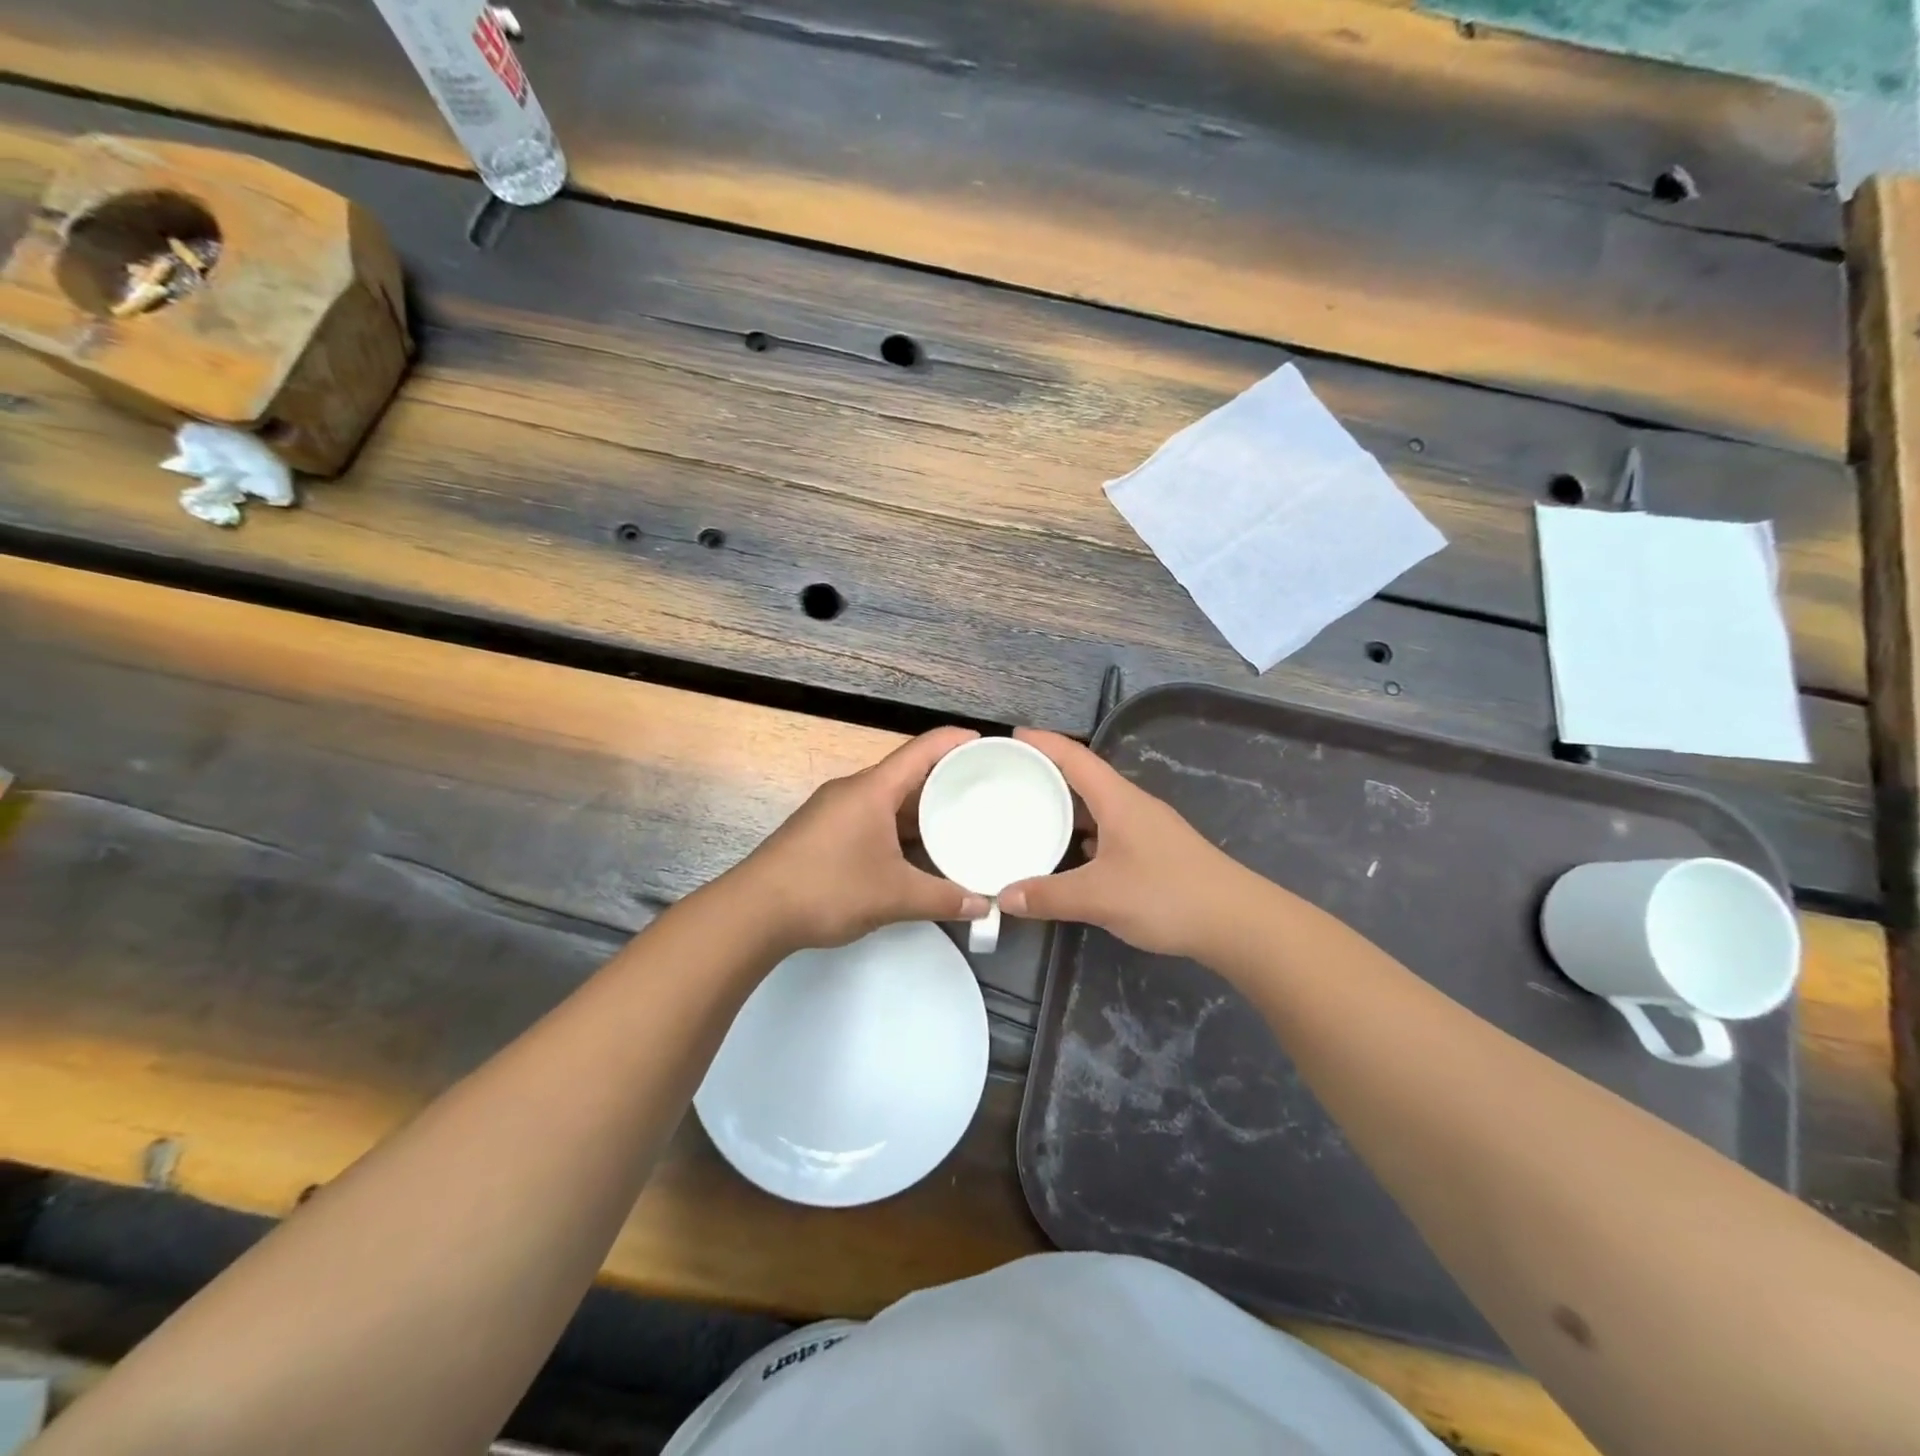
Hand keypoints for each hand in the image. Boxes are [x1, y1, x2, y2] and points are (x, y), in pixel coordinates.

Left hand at [735, 727, 989, 951]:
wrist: (754, 912)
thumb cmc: (829, 888)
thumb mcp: (894, 895)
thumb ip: (943, 899)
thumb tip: (984, 906)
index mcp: (873, 789)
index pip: (923, 749)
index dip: (956, 741)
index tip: (987, 743)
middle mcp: (853, 790)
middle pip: (906, 772)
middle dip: (944, 779)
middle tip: (982, 790)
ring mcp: (834, 810)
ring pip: (887, 798)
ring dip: (919, 808)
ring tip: (956, 820)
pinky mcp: (822, 831)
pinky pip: (871, 816)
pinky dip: (898, 826)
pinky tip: (915, 850)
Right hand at [999, 728, 1253, 958]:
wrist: (1237, 922)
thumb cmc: (1167, 895)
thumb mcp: (1099, 897)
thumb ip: (1048, 896)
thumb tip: (1003, 897)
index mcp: (1118, 800)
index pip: (1075, 757)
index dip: (1043, 742)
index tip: (1011, 736)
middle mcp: (1132, 805)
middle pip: (1085, 777)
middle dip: (1048, 772)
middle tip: (1011, 777)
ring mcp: (1147, 828)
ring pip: (1098, 806)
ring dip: (1067, 805)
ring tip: (1032, 811)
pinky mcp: (1156, 851)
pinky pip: (1110, 829)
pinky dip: (1084, 833)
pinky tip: (1071, 853)